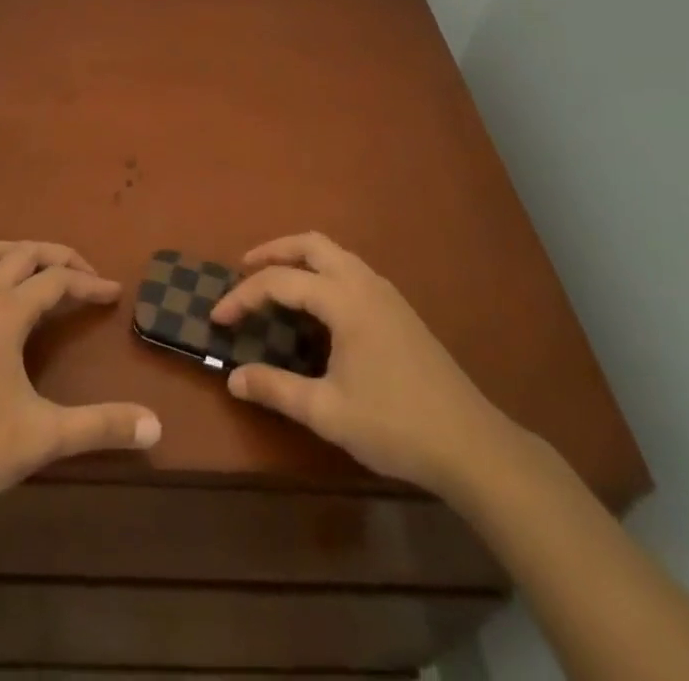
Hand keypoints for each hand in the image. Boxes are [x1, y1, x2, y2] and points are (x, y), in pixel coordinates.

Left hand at [0, 240, 161, 515]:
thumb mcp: (46, 436)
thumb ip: (101, 426)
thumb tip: (156, 425)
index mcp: (7, 312)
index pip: (58, 280)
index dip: (90, 283)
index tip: (114, 293)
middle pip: (25, 253)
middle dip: (59, 257)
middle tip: (84, 276)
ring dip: (16, 253)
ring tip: (36, 272)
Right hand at [210, 231, 517, 498]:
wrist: (471, 444)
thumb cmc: (395, 425)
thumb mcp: (328, 412)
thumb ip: (277, 389)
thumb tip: (233, 378)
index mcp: (344, 300)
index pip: (280, 281)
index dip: (243, 295)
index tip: (217, 318)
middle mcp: (364, 283)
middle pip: (311, 244)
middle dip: (273, 251)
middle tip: (243, 269)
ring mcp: (386, 293)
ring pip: (334, 253)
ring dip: (300, 258)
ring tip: (275, 282)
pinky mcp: (399, 309)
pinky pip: (350, 270)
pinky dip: (322, 271)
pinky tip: (317, 305)